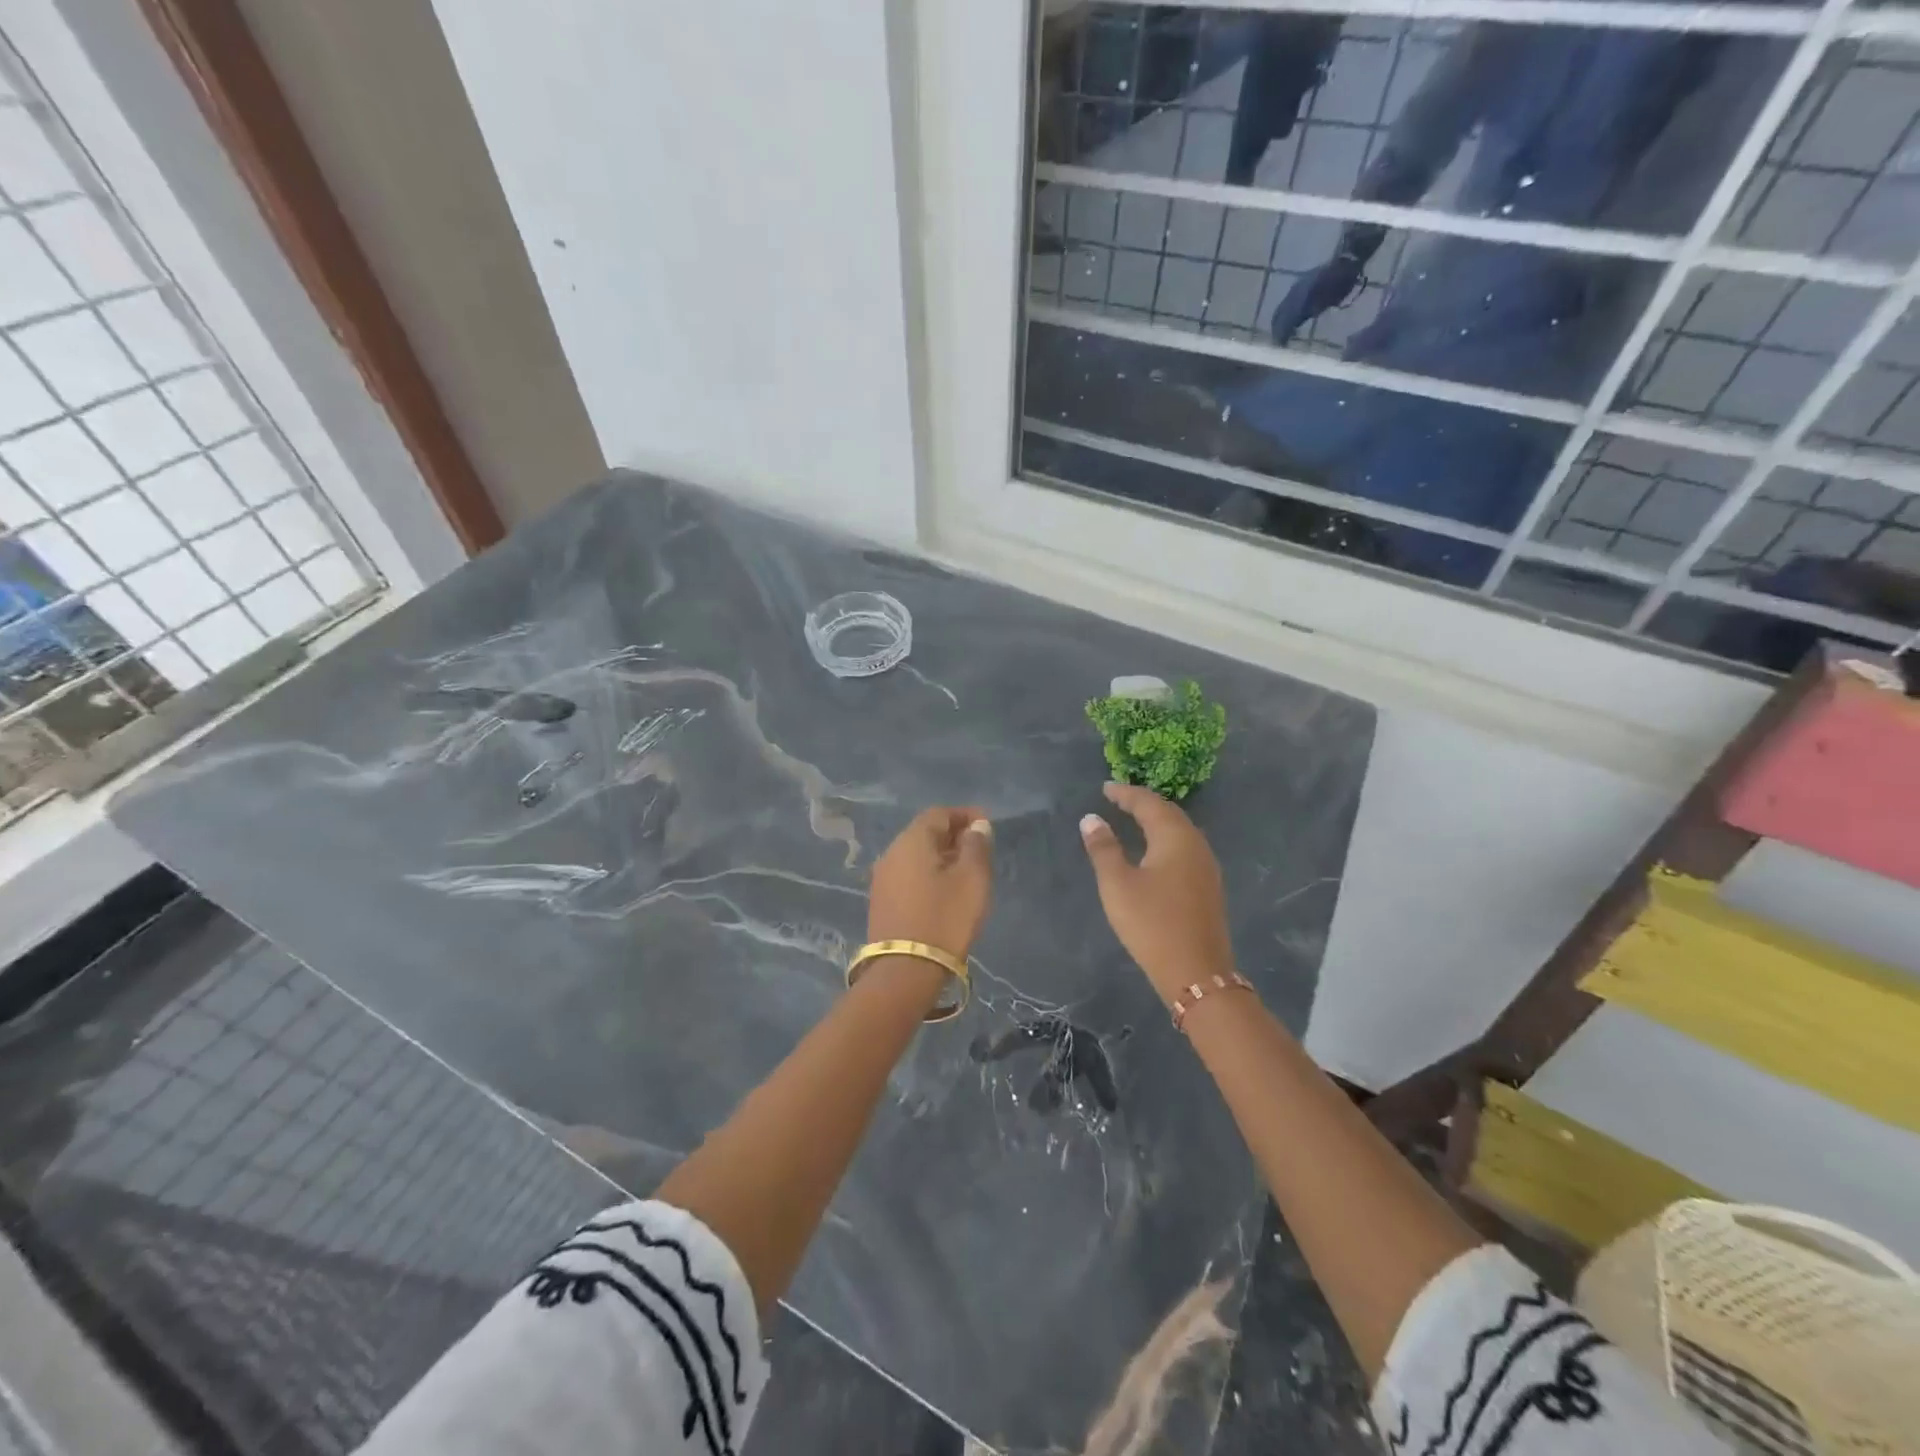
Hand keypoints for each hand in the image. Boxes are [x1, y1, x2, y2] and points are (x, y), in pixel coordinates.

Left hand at [868, 807, 993, 957]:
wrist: (905, 971)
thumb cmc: (945, 918)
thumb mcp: (972, 879)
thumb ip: (977, 846)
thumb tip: (977, 826)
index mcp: (912, 841)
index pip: (939, 814)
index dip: (965, 815)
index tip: (987, 826)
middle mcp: (891, 853)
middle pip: (925, 833)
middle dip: (953, 835)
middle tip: (980, 849)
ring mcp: (882, 878)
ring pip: (916, 855)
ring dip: (942, 856)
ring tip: (967, 871)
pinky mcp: (882, 902)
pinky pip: (909, 875)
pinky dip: (929, 874)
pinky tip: (946, 891)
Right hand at [1080, 783, 1233, 1004]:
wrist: (1196, 972)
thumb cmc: (1151, 923)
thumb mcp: (1118, 885)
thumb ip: (1103, 848)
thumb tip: (1091, 818)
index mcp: (1175, 838)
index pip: (1149, 803)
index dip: (1126, 793)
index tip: (1105, 788)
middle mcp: (1196, 844)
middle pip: (1169, 813)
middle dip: (1143, 803)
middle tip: (1118, 798)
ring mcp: (1206, 866)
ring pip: (1180, 830)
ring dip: (1156, 820)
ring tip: (1133, 819)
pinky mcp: (1208, 886)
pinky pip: (1184, 847)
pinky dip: (1165, 838)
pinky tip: (1154, 850)